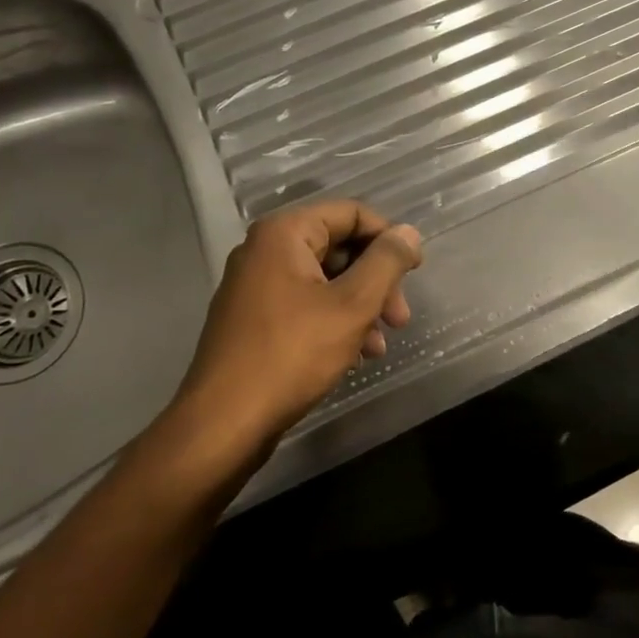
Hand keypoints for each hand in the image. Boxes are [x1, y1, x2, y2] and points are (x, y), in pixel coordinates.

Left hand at [172, 200, 422, 464]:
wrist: (224, 423)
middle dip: (377, 281)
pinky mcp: (254, 320)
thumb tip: (409, 233)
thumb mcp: (352, 305)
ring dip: (361, 307)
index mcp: (284, 234)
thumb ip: (386, 262)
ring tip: (380, 345)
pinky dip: (335, 322)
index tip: (414, 271)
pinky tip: (356, 355)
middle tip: (400, 318)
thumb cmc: (292, 354)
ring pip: (326, 281)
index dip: (388, 238)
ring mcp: (255, 286)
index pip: (351, 214)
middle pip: (339, 247)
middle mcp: (265, 250)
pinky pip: (306, 305)